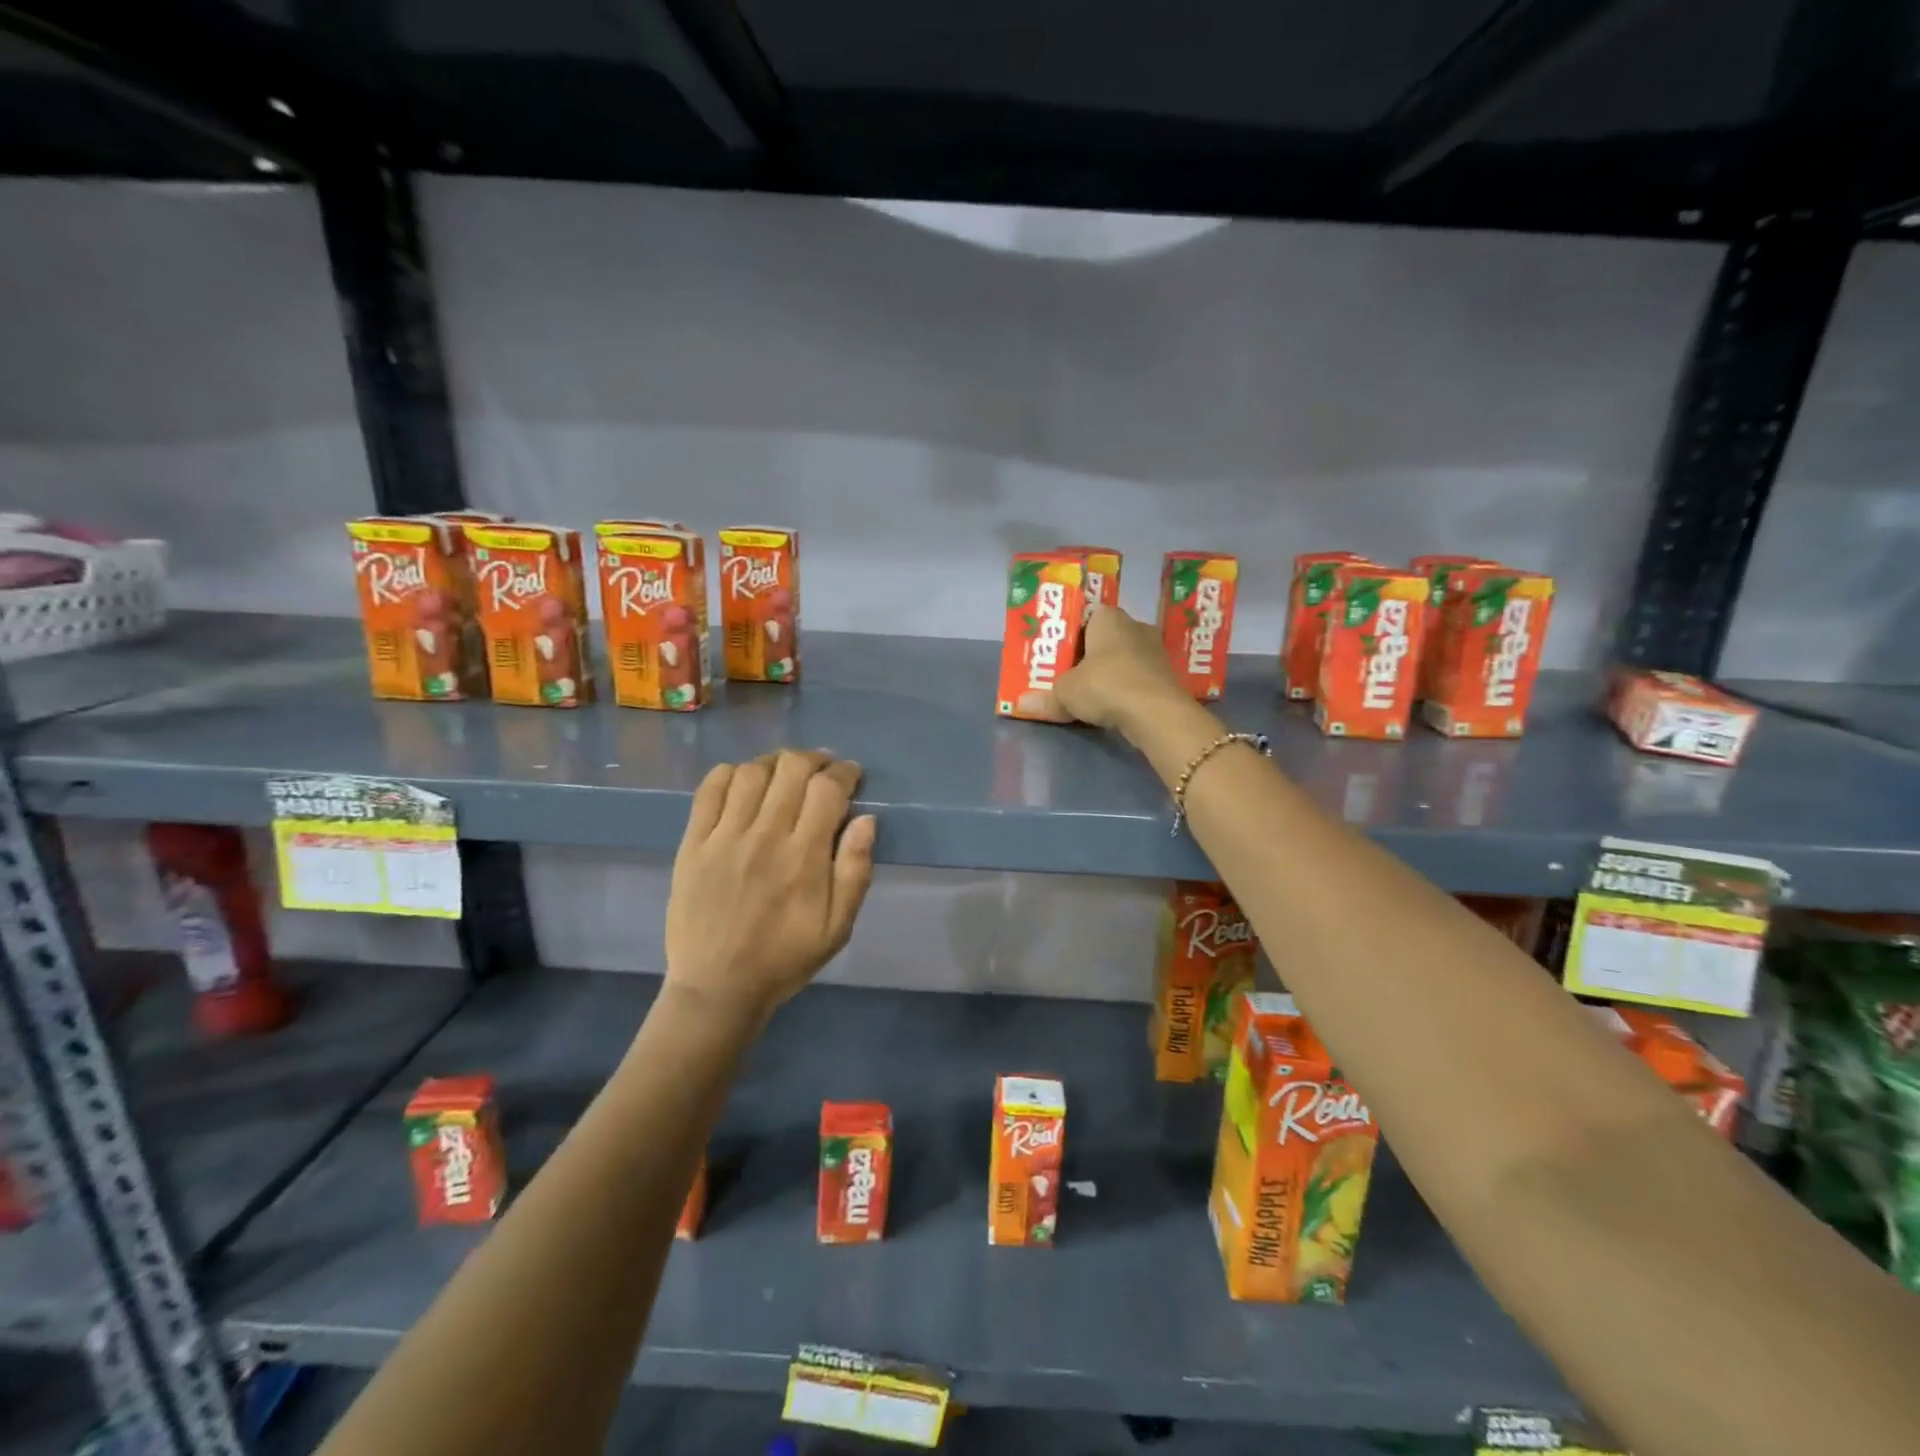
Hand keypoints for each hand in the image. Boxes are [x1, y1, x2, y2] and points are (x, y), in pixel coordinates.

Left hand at [664, 750, 875, 1027]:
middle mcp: (764, 836)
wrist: (717, 988)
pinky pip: (709, 790)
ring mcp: (724, 837)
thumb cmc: (785, 958)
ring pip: (751, 772)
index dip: (844, 772)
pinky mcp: (693, 843)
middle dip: (814, 760)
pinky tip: (744, 782)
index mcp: (804, 857)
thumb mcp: (838, 927)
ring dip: (775, 763)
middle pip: (791, 769)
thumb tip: (867, 819)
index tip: (851, 775)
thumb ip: (856, 871)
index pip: (827, 789)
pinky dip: (730, 773)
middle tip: (823, 770)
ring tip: (785, 773)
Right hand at [1036, 605, 1187, 735]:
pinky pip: (1138, 677)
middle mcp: (1136, 626)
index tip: (1059, 654)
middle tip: (1069, 674)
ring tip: (1089, 692)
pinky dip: (1126, 688)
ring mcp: (1156, 651)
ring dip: (1109, 673)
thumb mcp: (1065, 692)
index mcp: (1109, 617)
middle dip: (1090, 655)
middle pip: (1106, 638)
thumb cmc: (1105, 685)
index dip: (1071, 634)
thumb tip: (1022, 703)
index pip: (1087, 616)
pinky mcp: (1167, 676)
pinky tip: (1113, 704)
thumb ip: (1046, 696)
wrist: (1156, 713)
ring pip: (1124, 658)